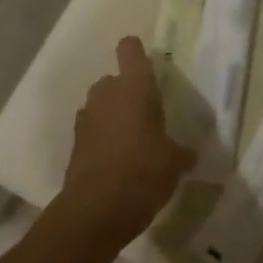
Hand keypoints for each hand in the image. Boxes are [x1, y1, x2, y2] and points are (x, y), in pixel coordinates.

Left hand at [57, 36, 192, 247]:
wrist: (95, 213)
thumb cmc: (143, 172)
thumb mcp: (174, 162)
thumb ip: (180, 152)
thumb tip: (188, 155)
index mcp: (135, 86)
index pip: (130, 49)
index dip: (137, 52)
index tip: (148, 67)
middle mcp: (107, 93)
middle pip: (113, 79)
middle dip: (126, 93)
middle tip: (145, 115)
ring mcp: (86, 118)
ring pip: (100, 105)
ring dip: (111, 116)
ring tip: (130, 141)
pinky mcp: (74, 145)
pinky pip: (91, 131)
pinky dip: (101, 140)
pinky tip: (116, 162)